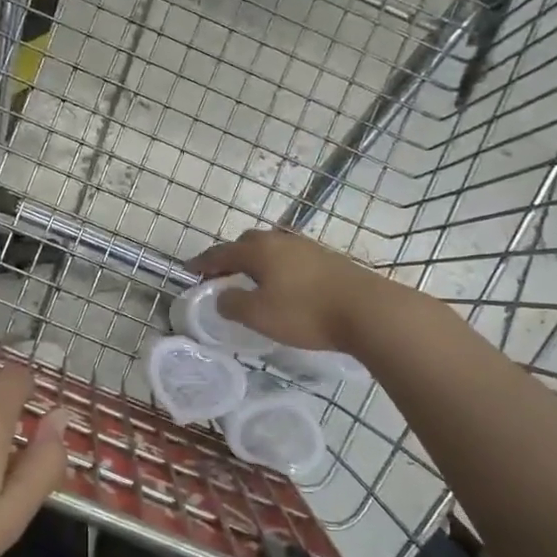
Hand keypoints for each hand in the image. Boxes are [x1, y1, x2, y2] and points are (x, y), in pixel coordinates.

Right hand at [189, 229, 392, 353]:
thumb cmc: (305, 313)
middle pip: (248, 243)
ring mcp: (307, 248)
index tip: (189, 271)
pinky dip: (278, 268)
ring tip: (252, 282)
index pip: (222, 252)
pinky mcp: (328, 260)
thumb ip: (233, 304)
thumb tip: (221, 297)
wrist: (366, 310)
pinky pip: (291, 258)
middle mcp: (281, 241)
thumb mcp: (259, 315)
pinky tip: (284, 286)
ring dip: (257, 262)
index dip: (203, 262)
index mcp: (259, 250)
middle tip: (222, 277)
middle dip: (231, 257)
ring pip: (273, 249)